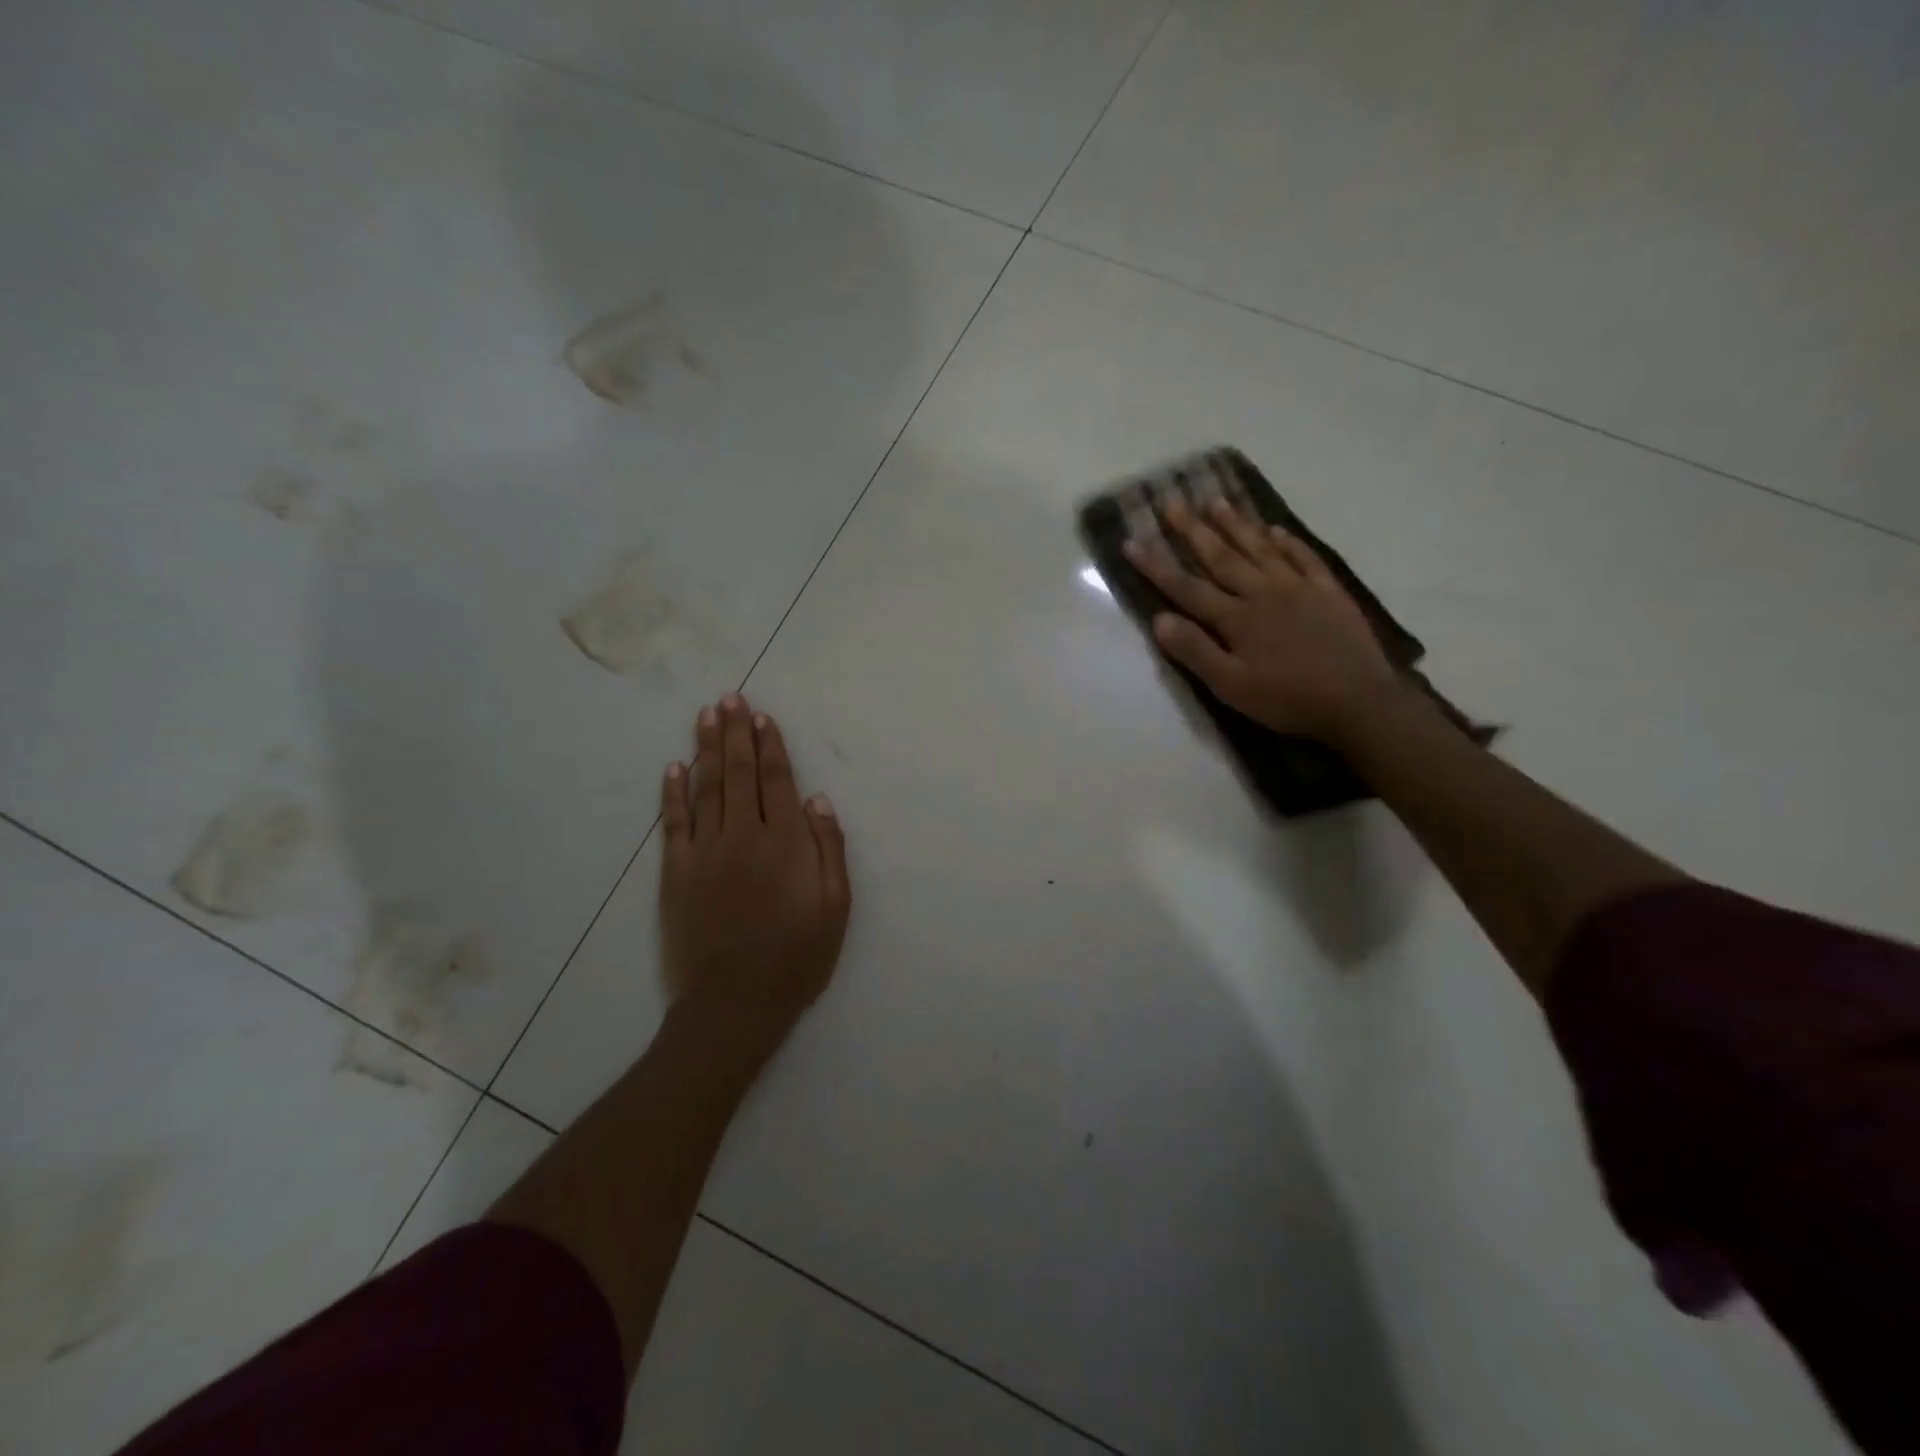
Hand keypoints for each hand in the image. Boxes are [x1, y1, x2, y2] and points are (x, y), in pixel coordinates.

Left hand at [658, 694, 850, 1062]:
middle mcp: (744, 835)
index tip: (761, 716)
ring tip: (705, 716)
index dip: (769, 746)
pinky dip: (673, 792)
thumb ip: (829, 848)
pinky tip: (674, 767)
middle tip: (729, 698)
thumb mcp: (835, 907)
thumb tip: (816, 798)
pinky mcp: (676, 872)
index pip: (776, 780)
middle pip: (738, 773)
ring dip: (706, 749)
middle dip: (735, 733)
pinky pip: (675, 822)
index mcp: (785, 842)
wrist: (735, 1003)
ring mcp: (705, 851)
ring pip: (706, 787)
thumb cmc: (797, 957)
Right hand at [1124, 496, 1405, 742]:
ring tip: (1217, 501)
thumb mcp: (1231, 686)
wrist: (1358, 701)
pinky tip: (1276, 529)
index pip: (1187, 587)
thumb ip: (1195, 651)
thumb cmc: (1287, 699)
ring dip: (1236, 525)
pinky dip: (1288, 542)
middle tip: (1172, 502)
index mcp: (1236, 618)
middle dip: (1193, 530)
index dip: (1156, 565)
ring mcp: (1299, 588)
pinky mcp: (1328, 593)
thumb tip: (1160, 619)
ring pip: (1260, 549)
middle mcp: (1263, 592)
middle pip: (1221, 557)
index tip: (1132, 541)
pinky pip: (1305, 558)